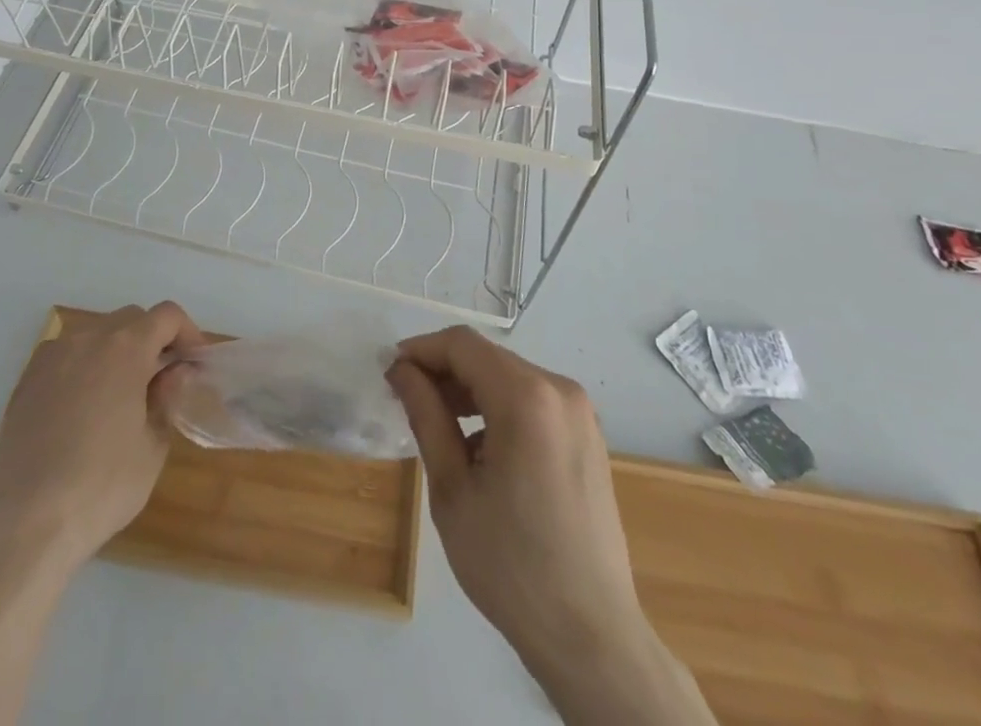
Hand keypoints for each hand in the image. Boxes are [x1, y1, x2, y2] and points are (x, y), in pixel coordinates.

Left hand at [0, 302, 204, 570]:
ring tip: (122, 396)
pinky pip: (66, 357)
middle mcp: (87, 339)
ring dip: (117, 352)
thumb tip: (172, 374)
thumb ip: (167, 398)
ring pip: (95, 335)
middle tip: (162, 380)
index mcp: (125, 348)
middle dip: (152, 341)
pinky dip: (84, 368)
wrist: (25, 526)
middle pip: (131, 319)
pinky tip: (84, 411)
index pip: (167, 315)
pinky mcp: (25, 382)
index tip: (194, 364)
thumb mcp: (153, 447)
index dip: (188, 333)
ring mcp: (51, 358)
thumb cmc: (101, 487)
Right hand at [389, 327, 714, 725]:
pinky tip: (479, 448)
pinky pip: (532, 401)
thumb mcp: (452, 488)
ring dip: (469, 389)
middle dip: (443, 371)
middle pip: (487, 358)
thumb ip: (426, 415)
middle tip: (406, 400)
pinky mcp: (587, 435)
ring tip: (436, 423)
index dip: (421, 350)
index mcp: (527, 397)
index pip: (463, 345)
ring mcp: (580, 412)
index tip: (390, 372)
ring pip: (509, 377)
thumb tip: (402, 370)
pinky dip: (498, 408)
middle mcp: (560, 390)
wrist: (590, 635)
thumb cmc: (510, 564)